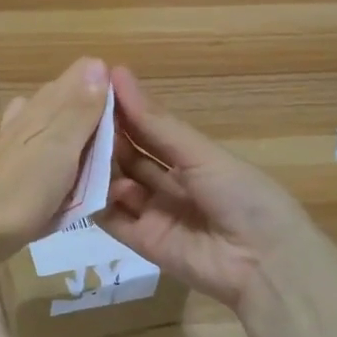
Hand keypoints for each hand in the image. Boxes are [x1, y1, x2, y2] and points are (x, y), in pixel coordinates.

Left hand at [0, 57, 110, 269]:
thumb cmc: (20, 191)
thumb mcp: (59, 148)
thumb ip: (79, 110)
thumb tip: (99, 63)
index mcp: (48, 106)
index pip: (84, 74)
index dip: (110, 87)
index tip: (132, 119)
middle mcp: (32, 114)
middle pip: (73, 98)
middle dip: (99, 113)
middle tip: (124, 147)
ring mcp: (19, 140)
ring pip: (60, 124)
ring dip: (82, 135)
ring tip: (101, 162)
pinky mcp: (14, 166)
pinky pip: (47, 151)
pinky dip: (61, 157)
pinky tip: (66, 171)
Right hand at [96, 66, 317, 311]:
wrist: (264, 262)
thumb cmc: (241, 195)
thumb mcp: (199, 153)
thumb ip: (155, 122)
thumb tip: (118, 74)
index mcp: (191, 158)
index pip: (148, 129)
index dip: (122, 111)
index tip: (90, 87)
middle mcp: (170, 183)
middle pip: (129, 156)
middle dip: (105, 138)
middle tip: (73, 118)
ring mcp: (155, 213)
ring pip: (117, 185)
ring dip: (98, 168)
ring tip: (74, 148)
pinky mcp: (142, 242)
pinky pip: (113, 220)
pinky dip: (97, 202)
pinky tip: (82, 183)